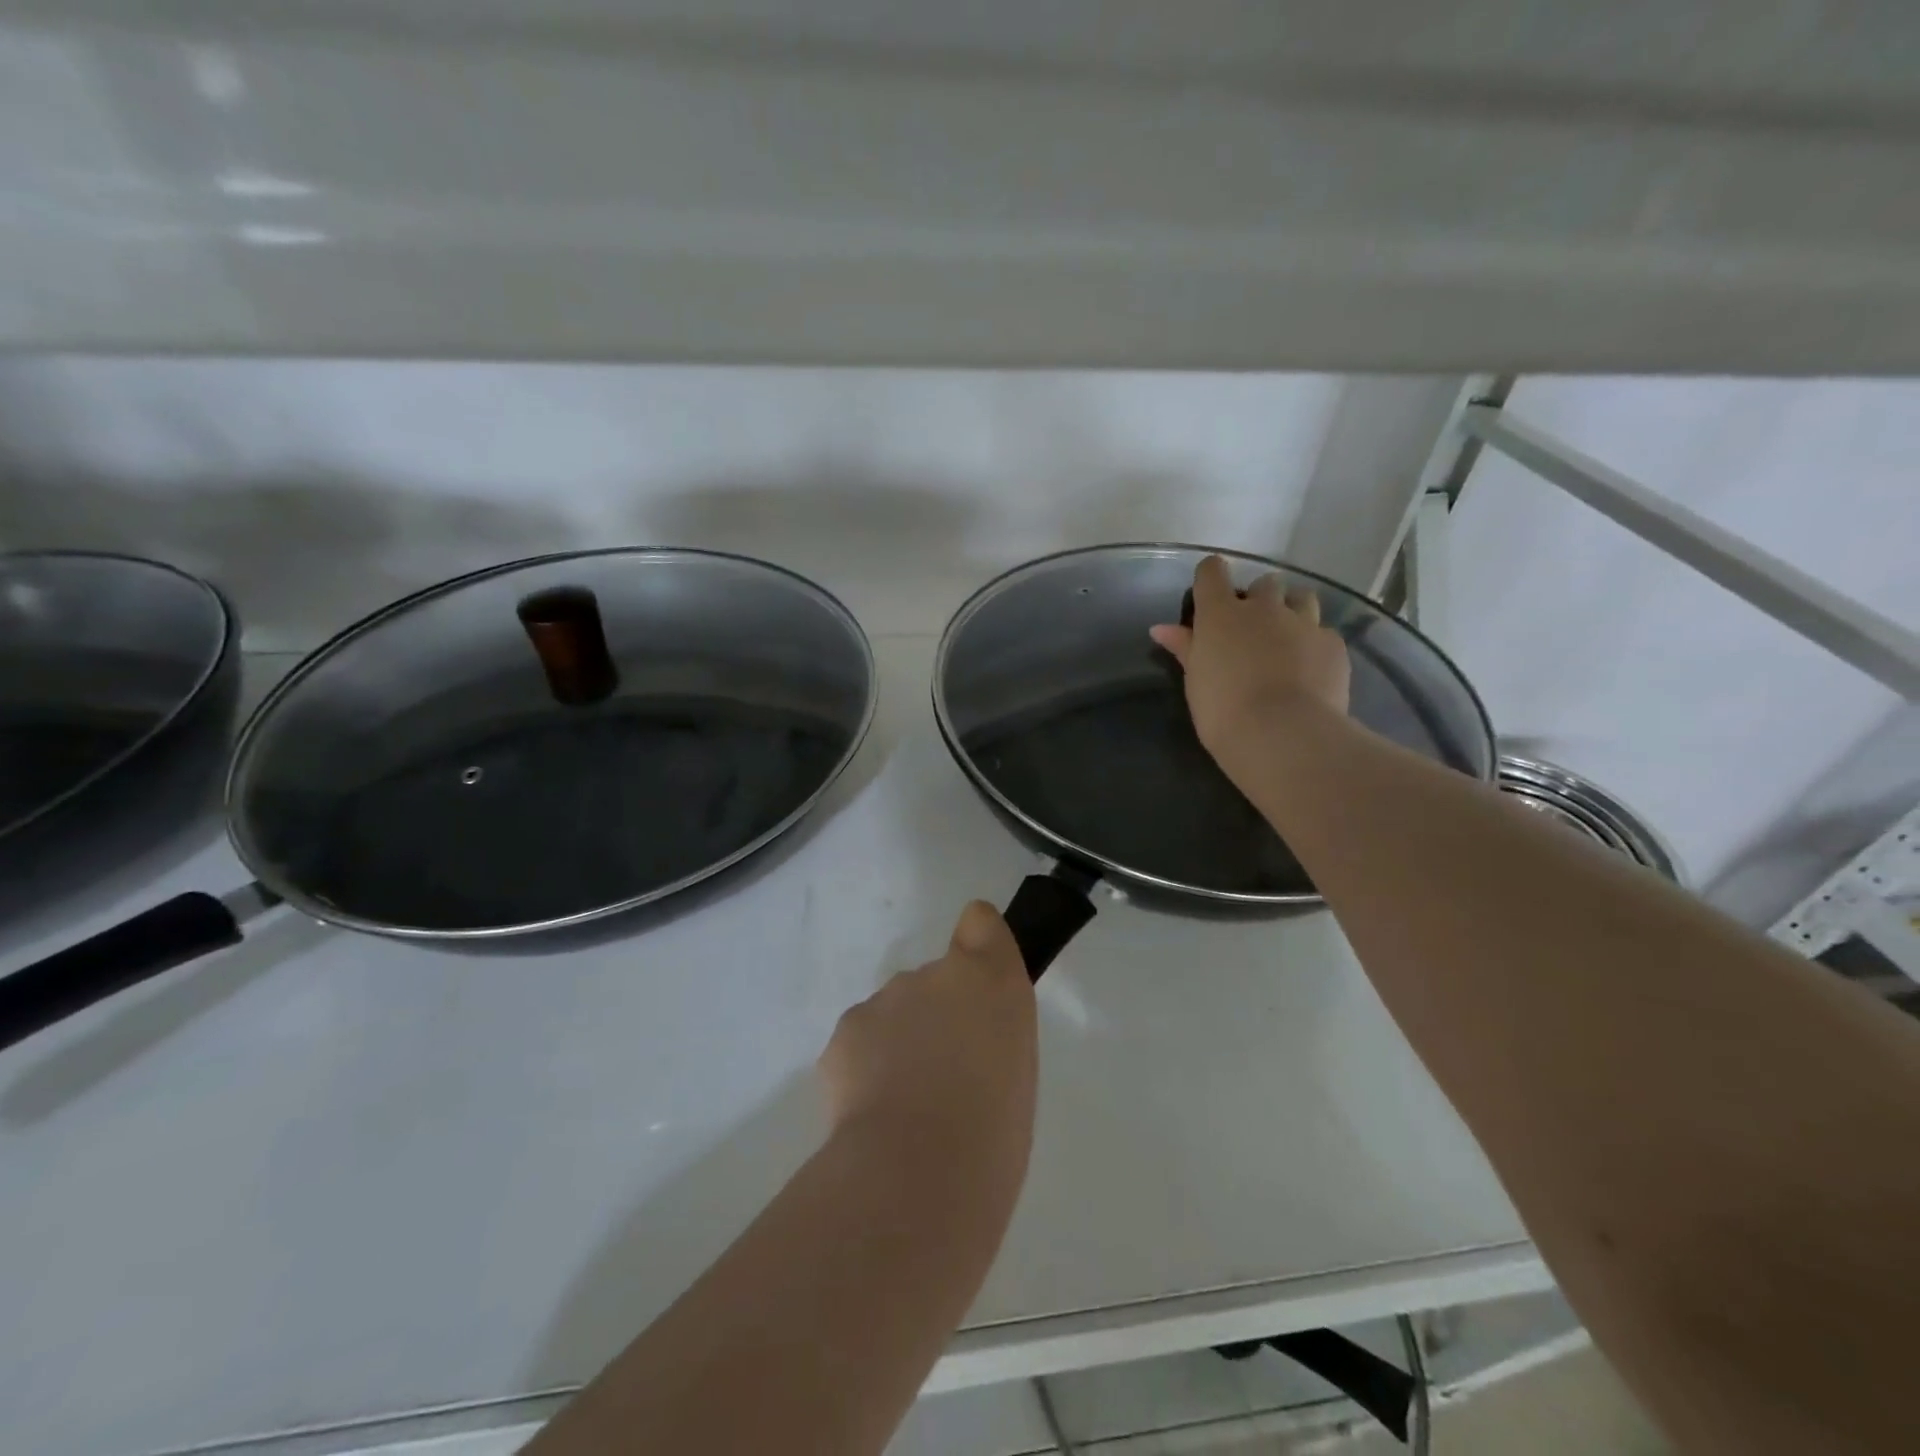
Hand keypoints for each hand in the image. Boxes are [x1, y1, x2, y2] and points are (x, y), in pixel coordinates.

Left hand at [820, 902, 1036, 1168]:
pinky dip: (866, 1066)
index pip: (980, 922)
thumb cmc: (992, 1133)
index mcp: (991, 980)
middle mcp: (936, 974)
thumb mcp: (1015, 1073)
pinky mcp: (845, 1031)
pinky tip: (875, 1112)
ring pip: (894, 1011)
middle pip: (934, 978)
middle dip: (936, 1014)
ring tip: (907, 1104)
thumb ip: (991, 1034)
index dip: (977, 944)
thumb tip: (964, 1040)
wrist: (917, 1175)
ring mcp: (885, 999)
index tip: (976, 983)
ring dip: (900, 1041)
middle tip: (943, 1076)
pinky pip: (861, 1040)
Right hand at [1149, 555, 1350, 762]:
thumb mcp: (1195, 681)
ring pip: (1301, 598)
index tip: (1208, 596)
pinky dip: (1314, 644)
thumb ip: (1184, 648)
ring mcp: (1303, 623)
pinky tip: (1310, 670)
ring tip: (1287, 641)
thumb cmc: (1222, 711)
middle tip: (1252, 631)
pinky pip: (1324, 632)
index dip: (1210, 578)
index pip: (1212, 572)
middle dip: (1259, 600)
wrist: (1282, 734)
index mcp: (1221, 614)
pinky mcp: (1333, 644)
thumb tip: (1160, 629)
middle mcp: (1264, 608)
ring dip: (1292, 611)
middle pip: (1264, 583)